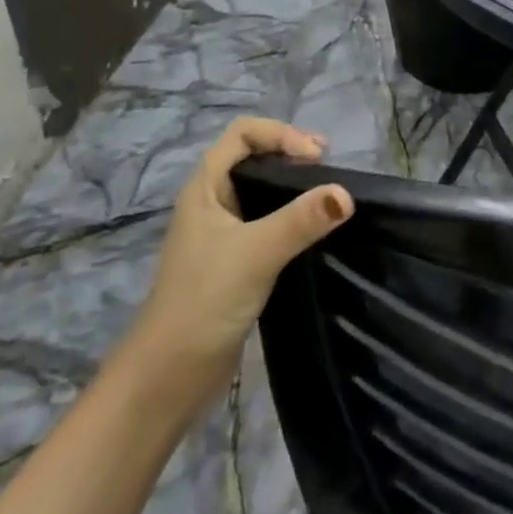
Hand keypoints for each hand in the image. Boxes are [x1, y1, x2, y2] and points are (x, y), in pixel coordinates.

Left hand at [123, 118, 352, 401]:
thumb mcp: (255, 254)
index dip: (280, 134)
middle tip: (329, 166)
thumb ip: (300, 221)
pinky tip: (314, 230)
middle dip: (291, 152)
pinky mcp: (235, 262)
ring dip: (294, 185)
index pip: (243, 133)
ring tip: (328, 193)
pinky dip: (292, 216)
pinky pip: (268, 222)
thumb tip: (346, 193)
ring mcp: (222, 234)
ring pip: (262, 190)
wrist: (166, 380)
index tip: (315, 157)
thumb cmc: (203, 302)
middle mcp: (212, 202)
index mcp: (205, 188)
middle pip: (253, 156)